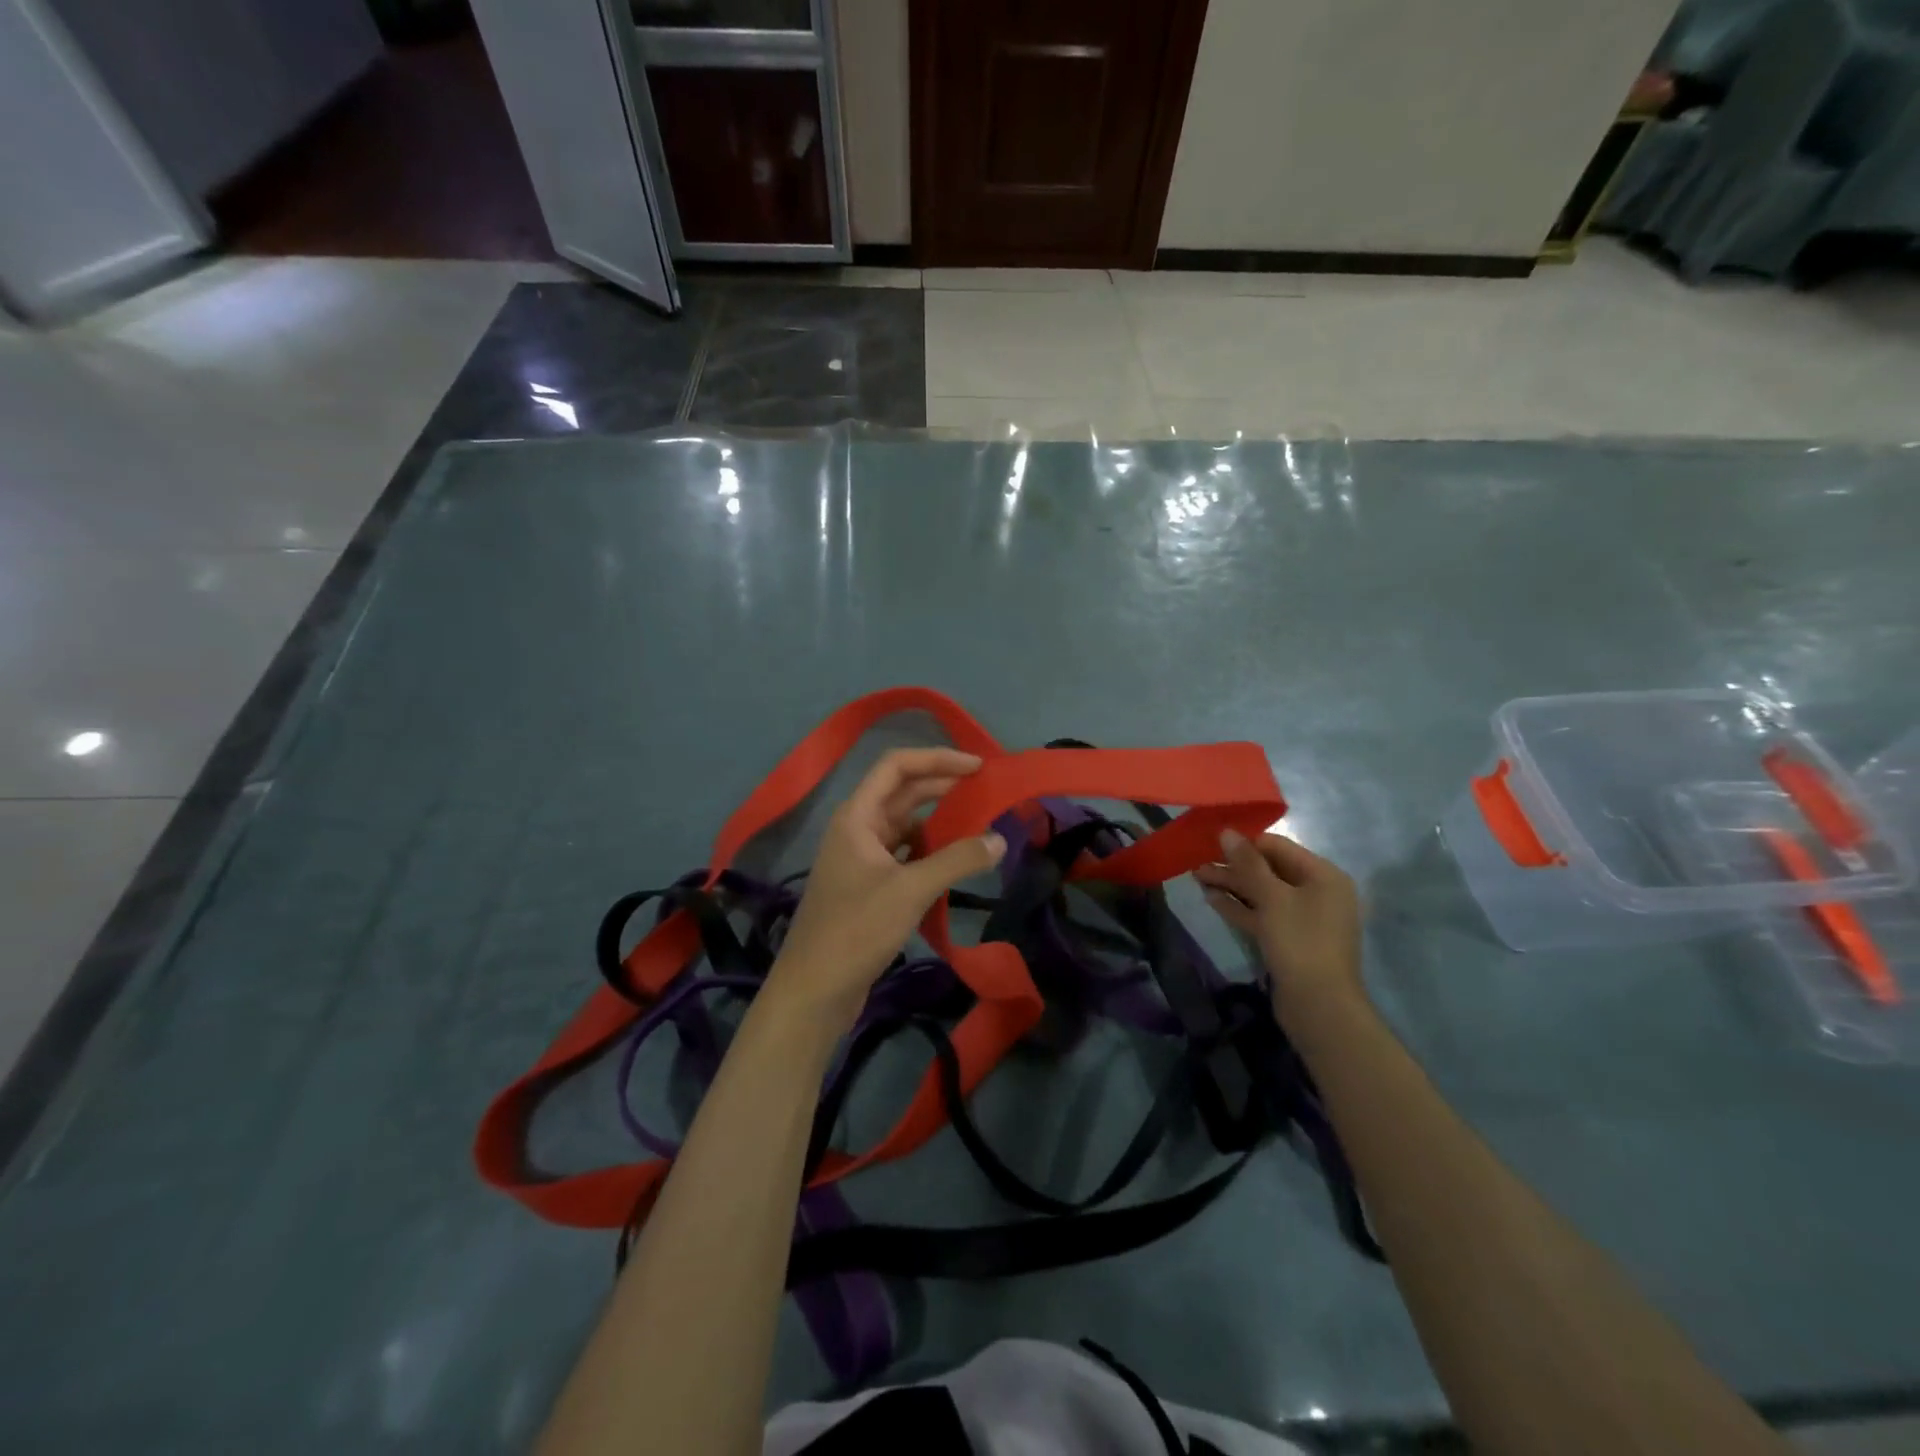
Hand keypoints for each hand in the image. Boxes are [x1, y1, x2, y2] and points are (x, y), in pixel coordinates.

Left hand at [766, 748, 1005, 1032]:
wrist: (814, 991)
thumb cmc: (856, 930)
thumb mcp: (911, 890)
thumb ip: (957, 860)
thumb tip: (999, 839)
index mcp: (857, 817)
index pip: (896, 766)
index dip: (937, 759)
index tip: (977, 766)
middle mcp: (857, 829)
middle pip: (902, 792)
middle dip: (943, 786)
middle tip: (987, 789)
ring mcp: (861, 859)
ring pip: (905, 825)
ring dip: (939, 821)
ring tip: (979, 822)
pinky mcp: (869, 886)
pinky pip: (905, 855)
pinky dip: (931, 851)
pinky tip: (956, 860)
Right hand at [1194, 830, 1363, 1026]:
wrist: (1319, 1007)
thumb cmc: (1300, 942)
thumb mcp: (1272, 898)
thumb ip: (1248, 863)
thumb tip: (1227, 832)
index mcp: (1324, 876)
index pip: (1278, 847)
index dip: (1244, 842)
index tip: (1211, 840)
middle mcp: (1318, 892)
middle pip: (1270, 870)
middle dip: (1234, 866)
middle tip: (1198, 862)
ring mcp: (1305, 918)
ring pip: (1263, 893)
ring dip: (1232, 885)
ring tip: (1198, 877)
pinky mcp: (1291, 939)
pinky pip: (1263, 914)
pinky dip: (1240, 907)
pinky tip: (1212, 900)